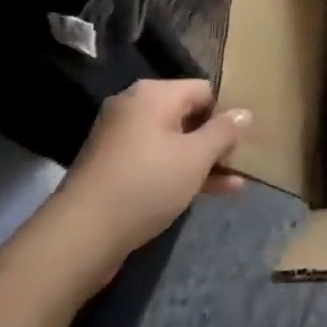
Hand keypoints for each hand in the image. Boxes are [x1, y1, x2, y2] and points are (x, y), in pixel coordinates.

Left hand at [0, 81, 250, 326]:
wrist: (80, 236)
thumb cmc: (145, 183)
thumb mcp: (195, 157)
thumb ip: (224, 132)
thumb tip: (246, 112)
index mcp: (154, 94)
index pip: (204, 89)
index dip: (227, 111)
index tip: (246, 137)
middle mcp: (134, 108)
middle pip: (188, 115)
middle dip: (216, 139)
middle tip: (243, 159)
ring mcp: (120, 140)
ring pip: (174, 142)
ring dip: (203, 160)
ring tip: (236, 183)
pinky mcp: (113, 170)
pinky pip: (156, 162)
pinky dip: (180, 173)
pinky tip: (210, 193)